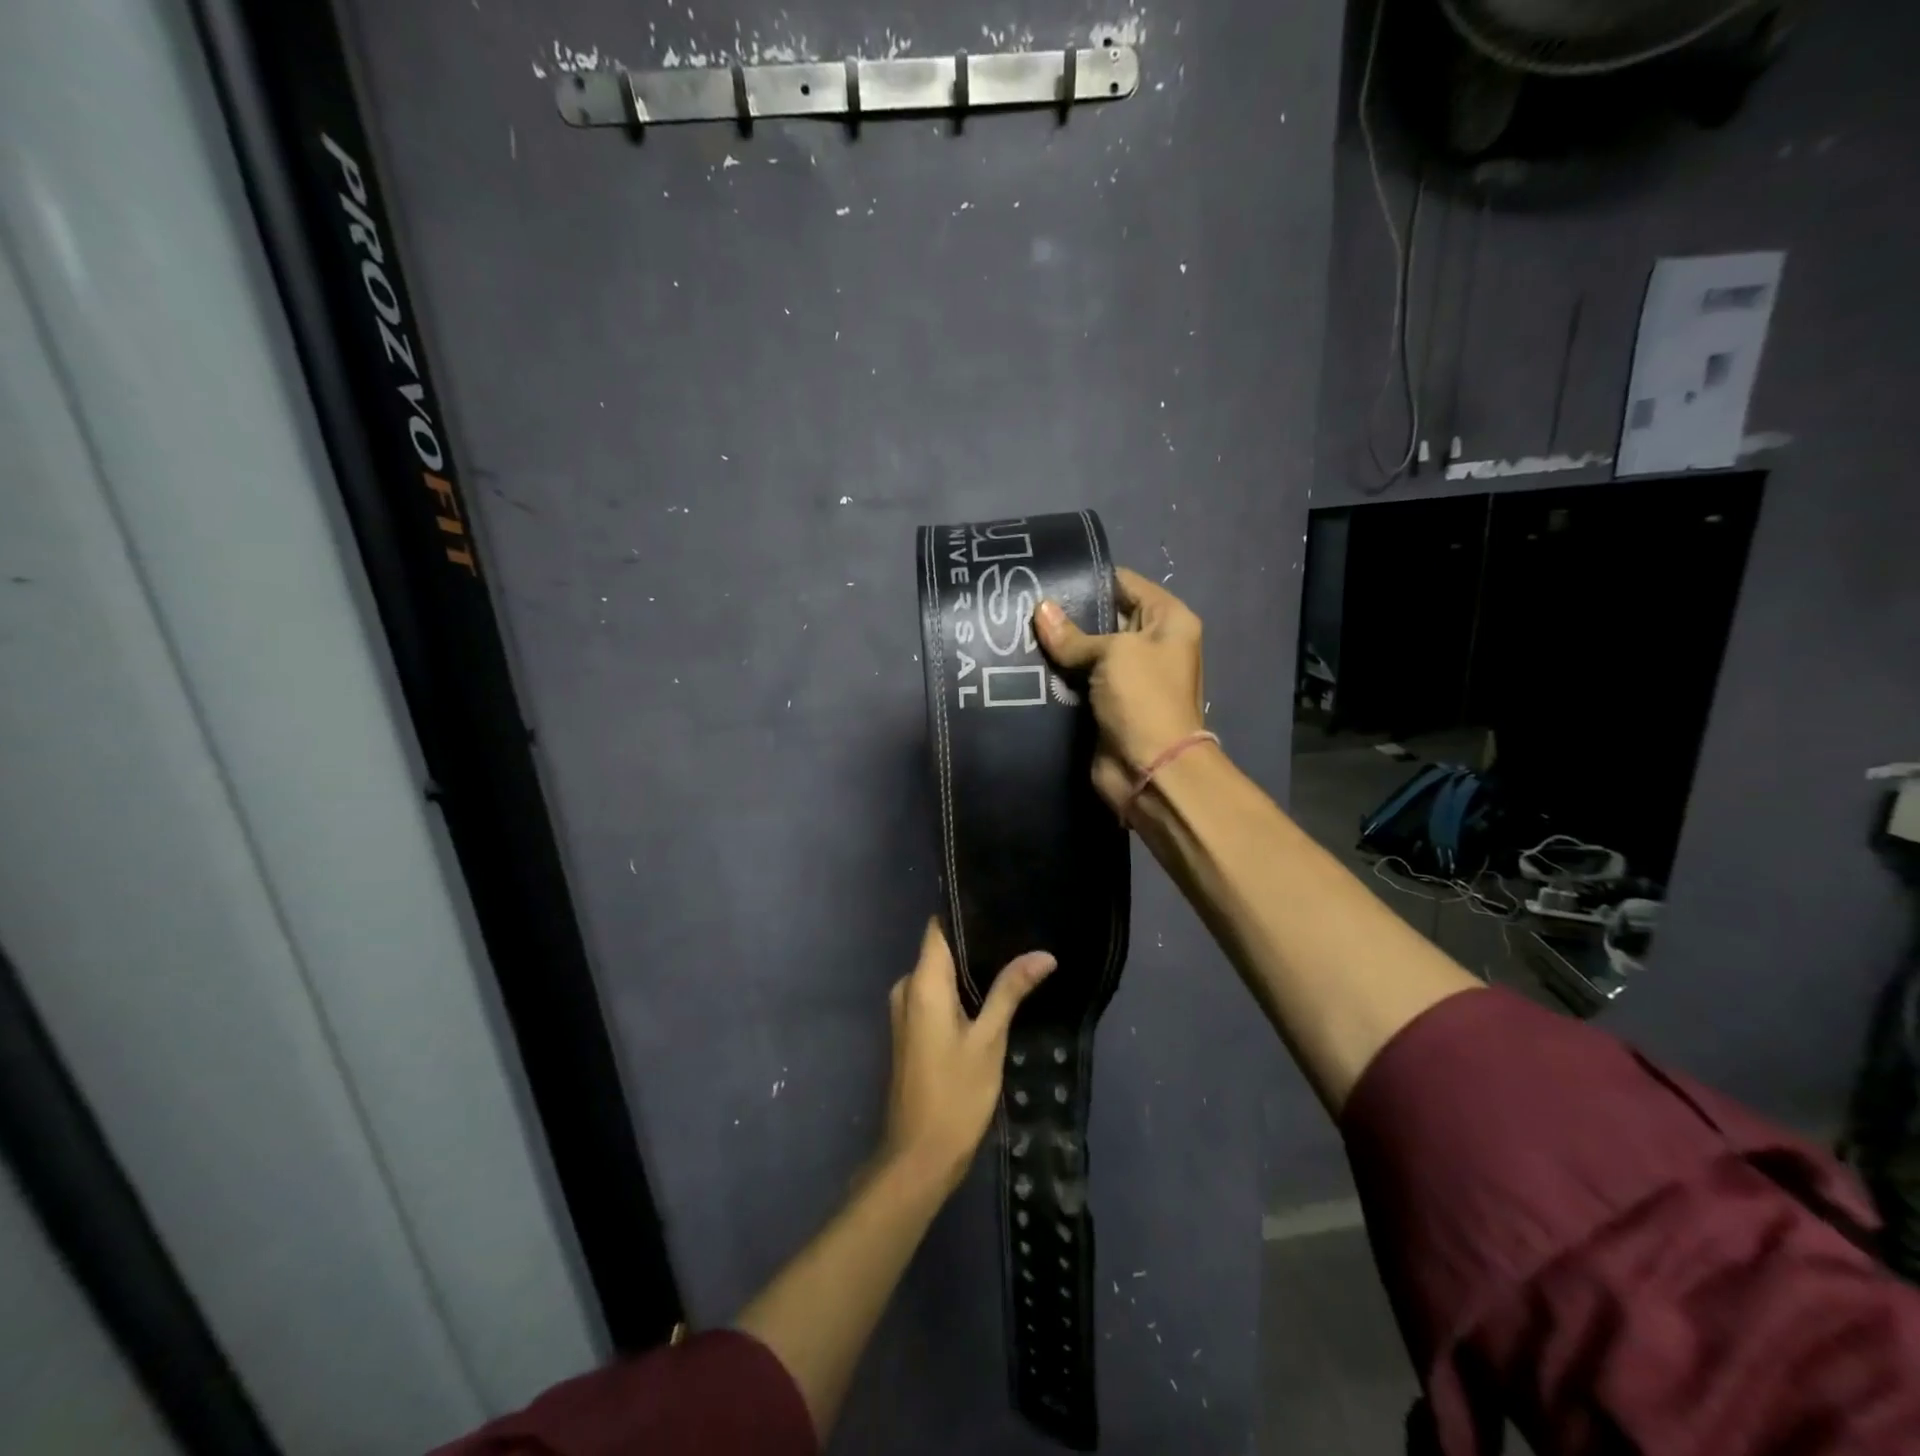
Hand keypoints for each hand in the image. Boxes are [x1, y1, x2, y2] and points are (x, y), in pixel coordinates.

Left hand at [880, 919, 1054, 1194]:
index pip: (939, 928)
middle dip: (976, 944)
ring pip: (939, 974)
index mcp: (922, 983)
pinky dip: (959, 992)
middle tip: (1019, 935)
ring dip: (970, 971)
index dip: (966, 914)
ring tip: (1014, 960)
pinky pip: (935, 996)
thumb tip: (1043, 954)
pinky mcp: (910, 1030)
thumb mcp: (989, 1040)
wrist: (918, 1157)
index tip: (1001, 904)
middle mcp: (907, 988)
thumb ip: (1011, 991)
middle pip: (940, 950)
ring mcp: (905, 1011)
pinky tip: (991, 996)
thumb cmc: (955, 1095)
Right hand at [1034, 567, 1208, 810]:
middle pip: (1104, 617)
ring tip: (1015, 629)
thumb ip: (1074, 634)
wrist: (1150, 771)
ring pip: (1086, 652)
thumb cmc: (1143, 699)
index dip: (1089, 577)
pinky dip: (1057, 675)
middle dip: (1067, 613)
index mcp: (1168, 620)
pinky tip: (1023, 662)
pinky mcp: (1106, 704)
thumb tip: (1040, 610)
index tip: (1047, 574)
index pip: (1125, 583)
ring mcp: (1128, 677)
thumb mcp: (1113, 653)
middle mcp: (1151, 643)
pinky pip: (1078, 681)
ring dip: (1058, 647)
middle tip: (1022, 602)